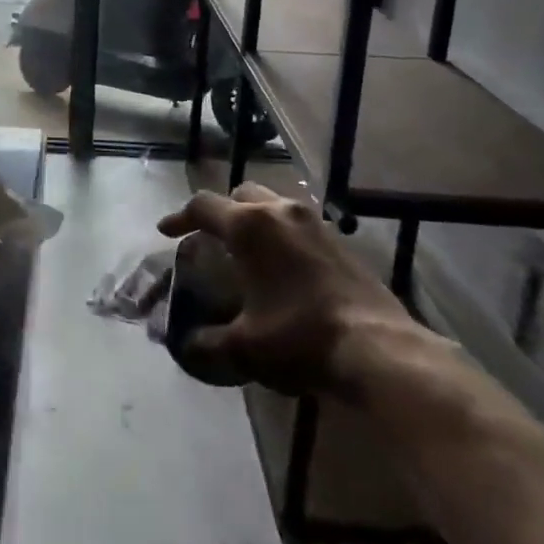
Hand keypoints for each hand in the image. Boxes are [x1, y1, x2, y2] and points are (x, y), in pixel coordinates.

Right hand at [158, 183, 434, 397]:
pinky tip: (282, 266)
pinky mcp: (339, 240)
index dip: (180, 217)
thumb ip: (206, 342)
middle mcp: (280, 211)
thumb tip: (184, 345)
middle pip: (239, 195)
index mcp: (249, 226)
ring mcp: (314, 222)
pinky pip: (297, 223)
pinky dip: (280, 233)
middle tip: (209, 238)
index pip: (203, 206)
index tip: (166, 232)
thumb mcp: (243, 347)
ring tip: (245, 250)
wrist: (377, 348)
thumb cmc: (300, 338)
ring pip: (273, 203)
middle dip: (220, 212)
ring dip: (253, 219)